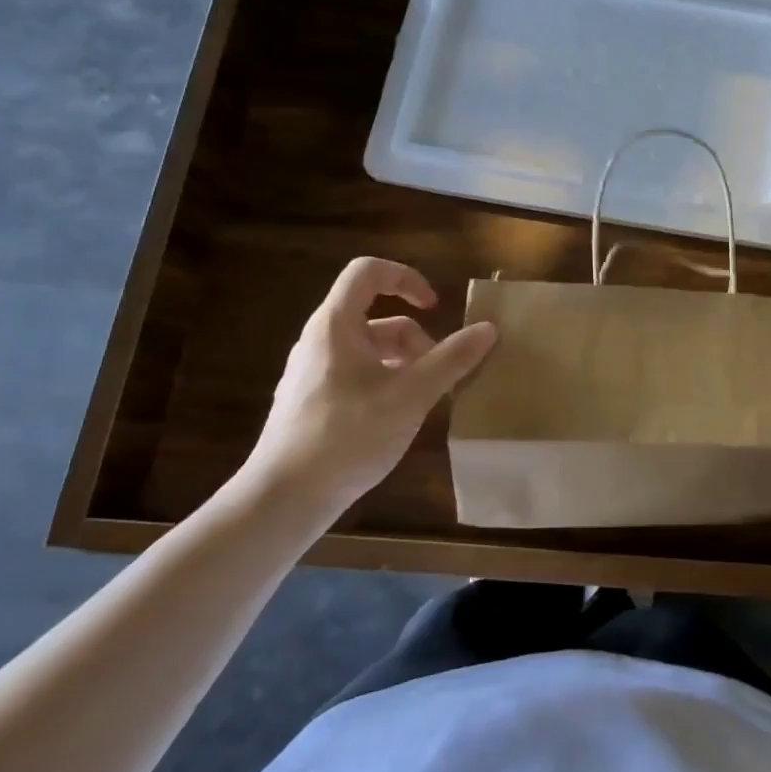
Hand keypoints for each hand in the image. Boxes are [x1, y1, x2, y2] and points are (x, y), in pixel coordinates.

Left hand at [242, 258, 496, 524]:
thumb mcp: (411, 395)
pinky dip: (383, 383)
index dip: (406, 278)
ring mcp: (310, 373)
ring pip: (367, 349)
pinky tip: (395, 419)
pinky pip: (354, 374)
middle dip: (414, 338)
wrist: (282, 500)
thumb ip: (451, 359)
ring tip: (421, 400)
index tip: (434, 307)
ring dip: (402, 364)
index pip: (368, 271)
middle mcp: (319, 340)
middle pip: (375, 317)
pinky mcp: (309, 403)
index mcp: (335, 325)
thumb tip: (488, 328)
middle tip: (437, 373)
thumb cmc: (348, 436)